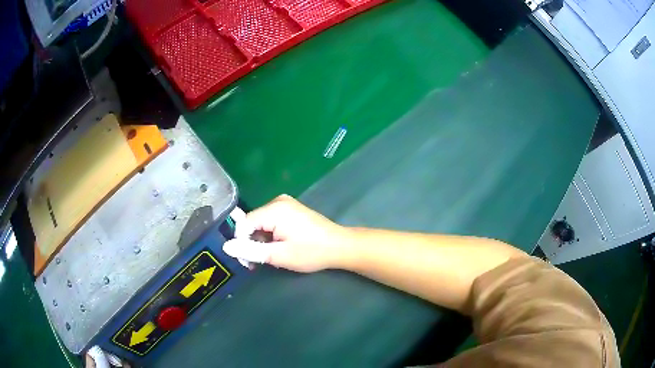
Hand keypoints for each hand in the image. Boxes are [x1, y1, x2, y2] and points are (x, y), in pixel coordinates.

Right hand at [223, 195, 351, 272]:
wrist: (340, 246)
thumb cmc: (311, 252)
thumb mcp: (279, 255)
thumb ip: (251, 250)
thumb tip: (226, 246)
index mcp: (274, 209)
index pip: (243, 224)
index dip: (241, 243)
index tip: (249, 261)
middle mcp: (278, 201)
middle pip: (252, 222)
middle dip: (252, 243)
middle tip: (260, 262)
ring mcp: (285, 204)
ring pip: (261, 224)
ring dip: (261, 241)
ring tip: (273, 257)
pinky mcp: (291, 210)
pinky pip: (271, 222)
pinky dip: (270, 236)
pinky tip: (279, 248)